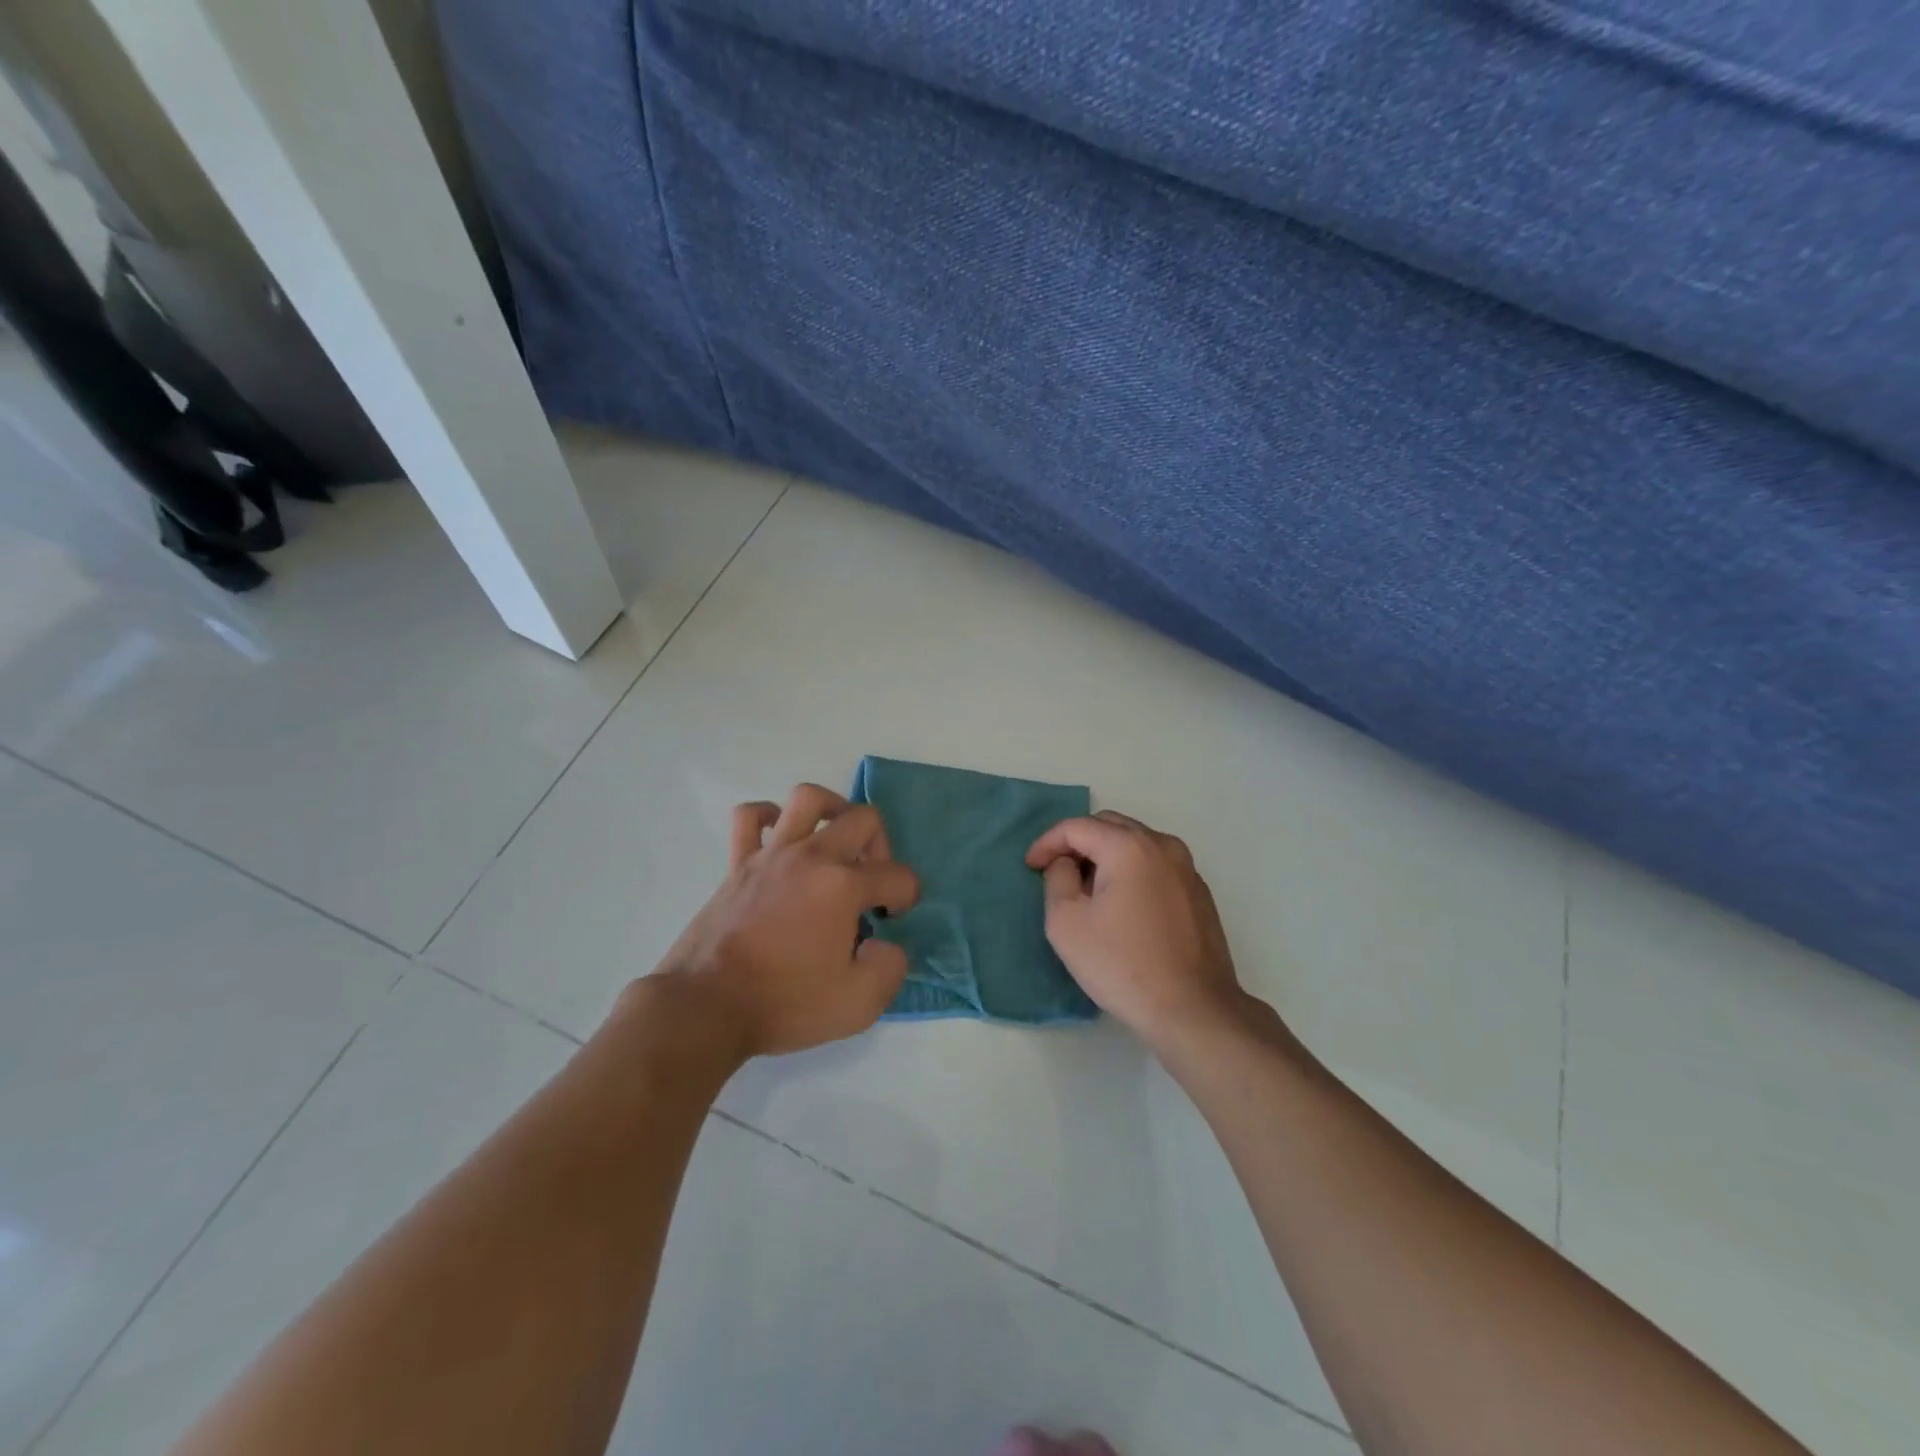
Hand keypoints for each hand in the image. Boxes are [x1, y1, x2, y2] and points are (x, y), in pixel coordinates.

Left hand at [653, 784, 918, 1058]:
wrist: (706, 1006)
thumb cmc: (783, 1003)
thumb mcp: (858, 1005)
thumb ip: (890, 968)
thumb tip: (885, 943)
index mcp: (844, 886)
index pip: (898, 875)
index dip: (906, 897)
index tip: (891, 920)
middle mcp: (812, 857)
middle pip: (863, 819)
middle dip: (881, 846)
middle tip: (871, 881)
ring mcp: (772, 854)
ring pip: (808, 798)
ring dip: (833, 810)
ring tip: (836, 840)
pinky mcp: (738, 863)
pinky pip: (750, 817)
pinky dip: (768, 817)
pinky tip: (781, 838)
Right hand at [1026, 810, 1248, 1047]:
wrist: (1193, 1010)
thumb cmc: (1122, 965)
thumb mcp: (1066, 923)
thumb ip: (1057, 878)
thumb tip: (1067, 864)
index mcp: (1129, 847)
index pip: (1077, 827)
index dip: (1047, 842)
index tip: (1031, 866)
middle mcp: (1162, 845)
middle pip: (1109, 826)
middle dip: (1078, 842)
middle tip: (1057, 871)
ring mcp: (1187, 868)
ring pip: (1135, 843)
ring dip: (1106, 855)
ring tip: (1088, 888)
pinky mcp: (1199, 892)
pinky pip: (1155, 864)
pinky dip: (1132, 870)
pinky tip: (1122, 905)